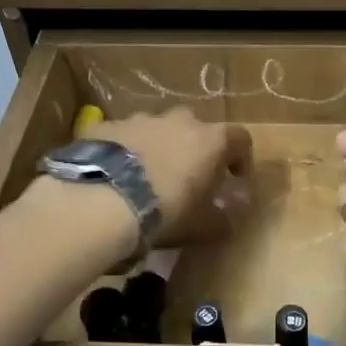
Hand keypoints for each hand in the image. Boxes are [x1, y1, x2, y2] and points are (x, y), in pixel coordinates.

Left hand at [95, 109, 252, 244]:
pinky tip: (117, 174)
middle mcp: (179, 121)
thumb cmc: (166, 211)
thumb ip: (223, 217)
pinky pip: (125, 136)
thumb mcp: (203, 225)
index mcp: (210, 140)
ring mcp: (141, 119)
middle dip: (195, 148)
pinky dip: (127, 150)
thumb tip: (231, 213)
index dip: (241, 158)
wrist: (104, 200)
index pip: (240, 138)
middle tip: (188, 176)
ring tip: (148, 176)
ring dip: (159, 146)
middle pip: (195, 127)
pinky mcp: (108, 126)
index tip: (235, 179)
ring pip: (158, 128)